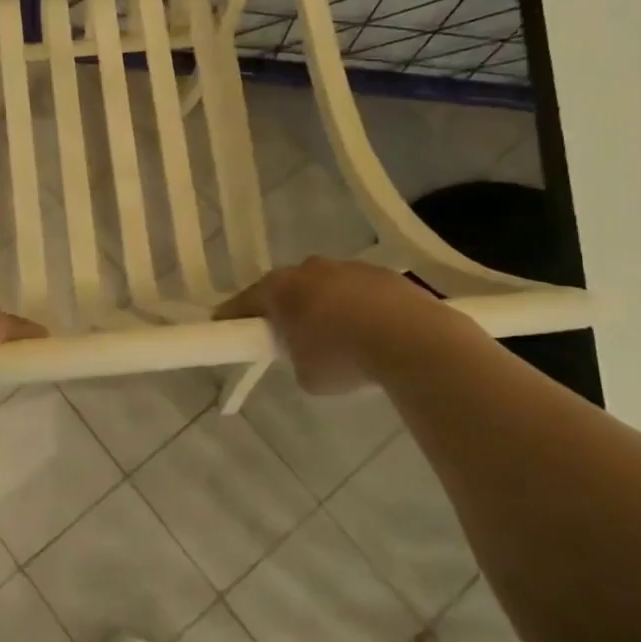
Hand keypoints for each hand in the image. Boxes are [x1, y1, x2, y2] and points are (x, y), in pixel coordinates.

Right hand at [214, 257, 458, 394]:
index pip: (244, 301)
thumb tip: (306, 354)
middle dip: (287, 310)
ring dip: (327, 308)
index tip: (227, 330)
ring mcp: (349, 267)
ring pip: (326, 287)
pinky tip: (374, 336)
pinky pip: (360, 292)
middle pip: (287, 288)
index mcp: (279, 288)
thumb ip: (295, 357)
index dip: (233, 318)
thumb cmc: (344, 358)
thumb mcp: (306, 374)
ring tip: (342, 341)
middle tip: (292, 339)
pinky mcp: (385, 274)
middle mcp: (309, 269)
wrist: (413, 342)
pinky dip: (360, 309)